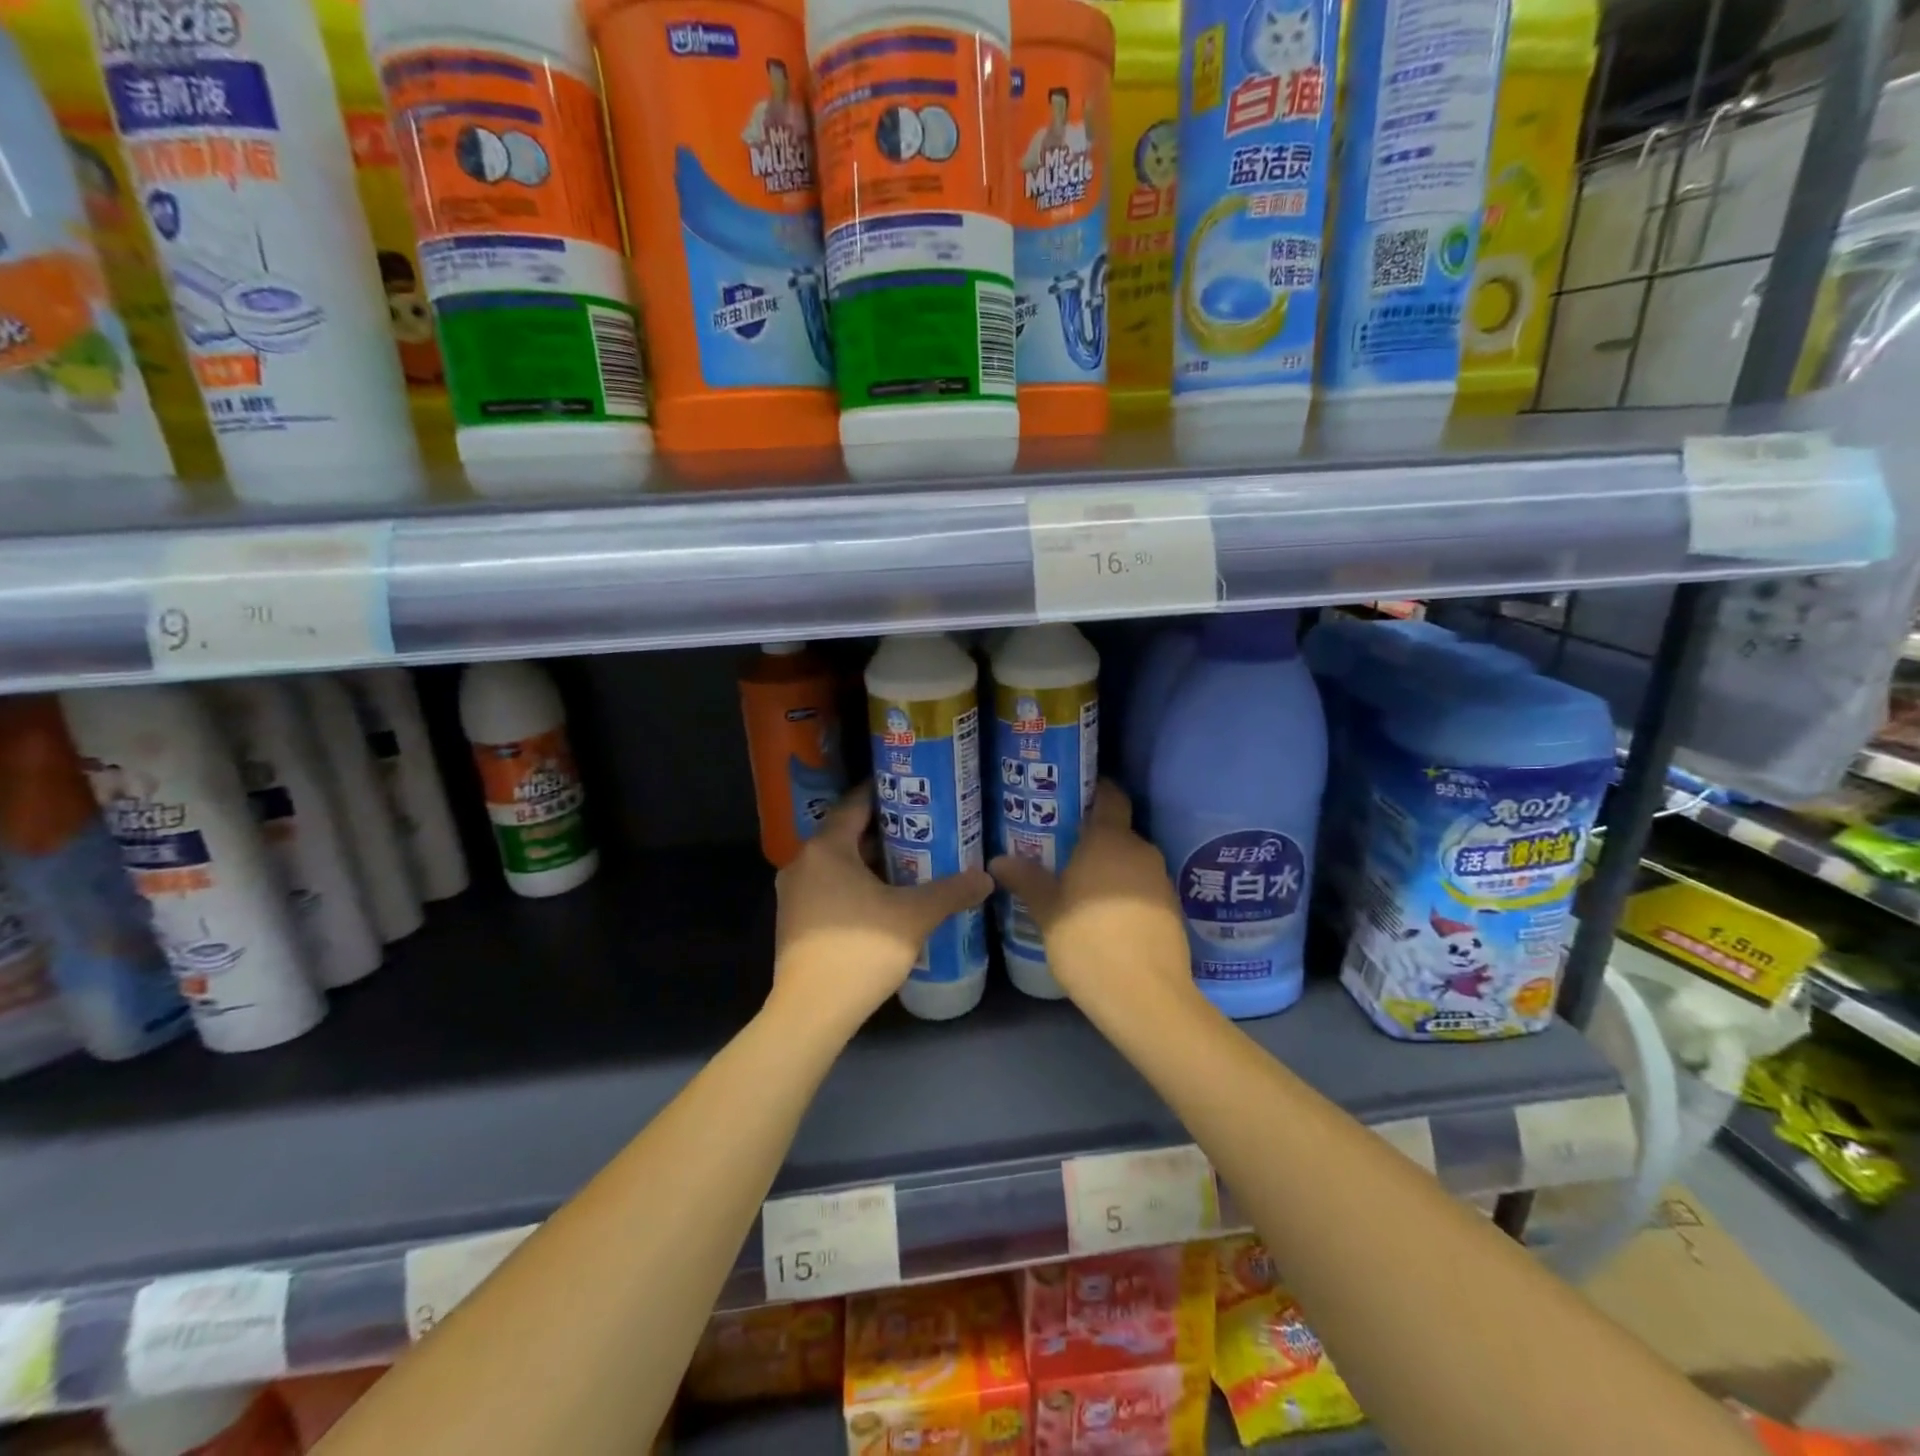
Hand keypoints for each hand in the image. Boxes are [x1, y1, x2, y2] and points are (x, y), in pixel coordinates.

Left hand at [771, 787, 992, 1036]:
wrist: (811, 1012)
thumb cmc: (860, 951)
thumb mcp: (914, 916)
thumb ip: (951, 891)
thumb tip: (986, 877)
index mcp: (826, 849)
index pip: (855, 804)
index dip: (884, 793)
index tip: (913, 789)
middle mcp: (803, 863)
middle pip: (846, 834)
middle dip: (885, 830)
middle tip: (923, 826)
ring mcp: (794, 894)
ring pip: (838, 863)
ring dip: (871, 860)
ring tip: (911, 860)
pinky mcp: (795, 921)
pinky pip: (829, 886)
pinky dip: (856, 883)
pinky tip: (885, 898)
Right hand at [988, 782, 1194, 1014]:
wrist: (1145, 997)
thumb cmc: (1088, 941)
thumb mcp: (1048, 911)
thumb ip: (1026, 880)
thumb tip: (998, 860)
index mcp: (1110, 840)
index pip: (1111, 796)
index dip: (1096, 790)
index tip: (1073, 795)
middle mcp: (1141, 850)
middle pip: (1118, 831)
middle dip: (1094, 837)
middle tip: (1062, 849)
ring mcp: (1161, 880)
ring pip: (1131, 861)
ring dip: (1110, 867)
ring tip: (1080, 884)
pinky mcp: (1172, 909)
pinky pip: (1143, 887)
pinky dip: (1126, 892)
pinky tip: (1106, 915)